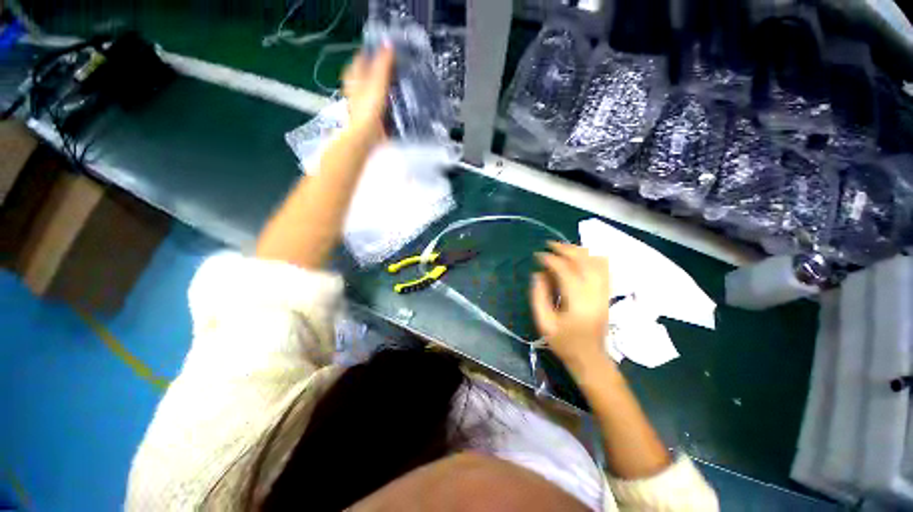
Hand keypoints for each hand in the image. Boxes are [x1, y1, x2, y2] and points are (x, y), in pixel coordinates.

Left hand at [341, 46, 394, 144]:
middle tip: (394, 65)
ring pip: (371, 86)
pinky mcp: (367, 113)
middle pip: (366, 71)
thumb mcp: (378, 82)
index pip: (362, 56)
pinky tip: (392, 101)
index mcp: (354, 74)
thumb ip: (383, 63)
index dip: (374, 51)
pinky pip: (376, 100)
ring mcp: (360, 100)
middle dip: (378, 67)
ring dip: (381, 83)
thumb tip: (389, 43)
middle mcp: (354, 85)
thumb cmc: (368, 108)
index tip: (389, 50)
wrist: (364, 135)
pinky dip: (383, 98)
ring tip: (395, 82)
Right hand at [530, 242, 612, 373]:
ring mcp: (603, 292)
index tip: (538, 255)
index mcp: (577, 302)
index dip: (550, 259)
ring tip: (563, 248)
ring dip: (579, 251)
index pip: (565, 270)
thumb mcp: (544, 323)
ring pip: (596, 262)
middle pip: (584, 261)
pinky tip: (582, 256)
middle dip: (565, 249)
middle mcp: (594, 293)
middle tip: (549, 245)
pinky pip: (604, 269)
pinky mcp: (606, 294)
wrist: (591, 358)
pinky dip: (593, 258)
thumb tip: (538, 274)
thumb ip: (539, 296)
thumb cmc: (565, 343)